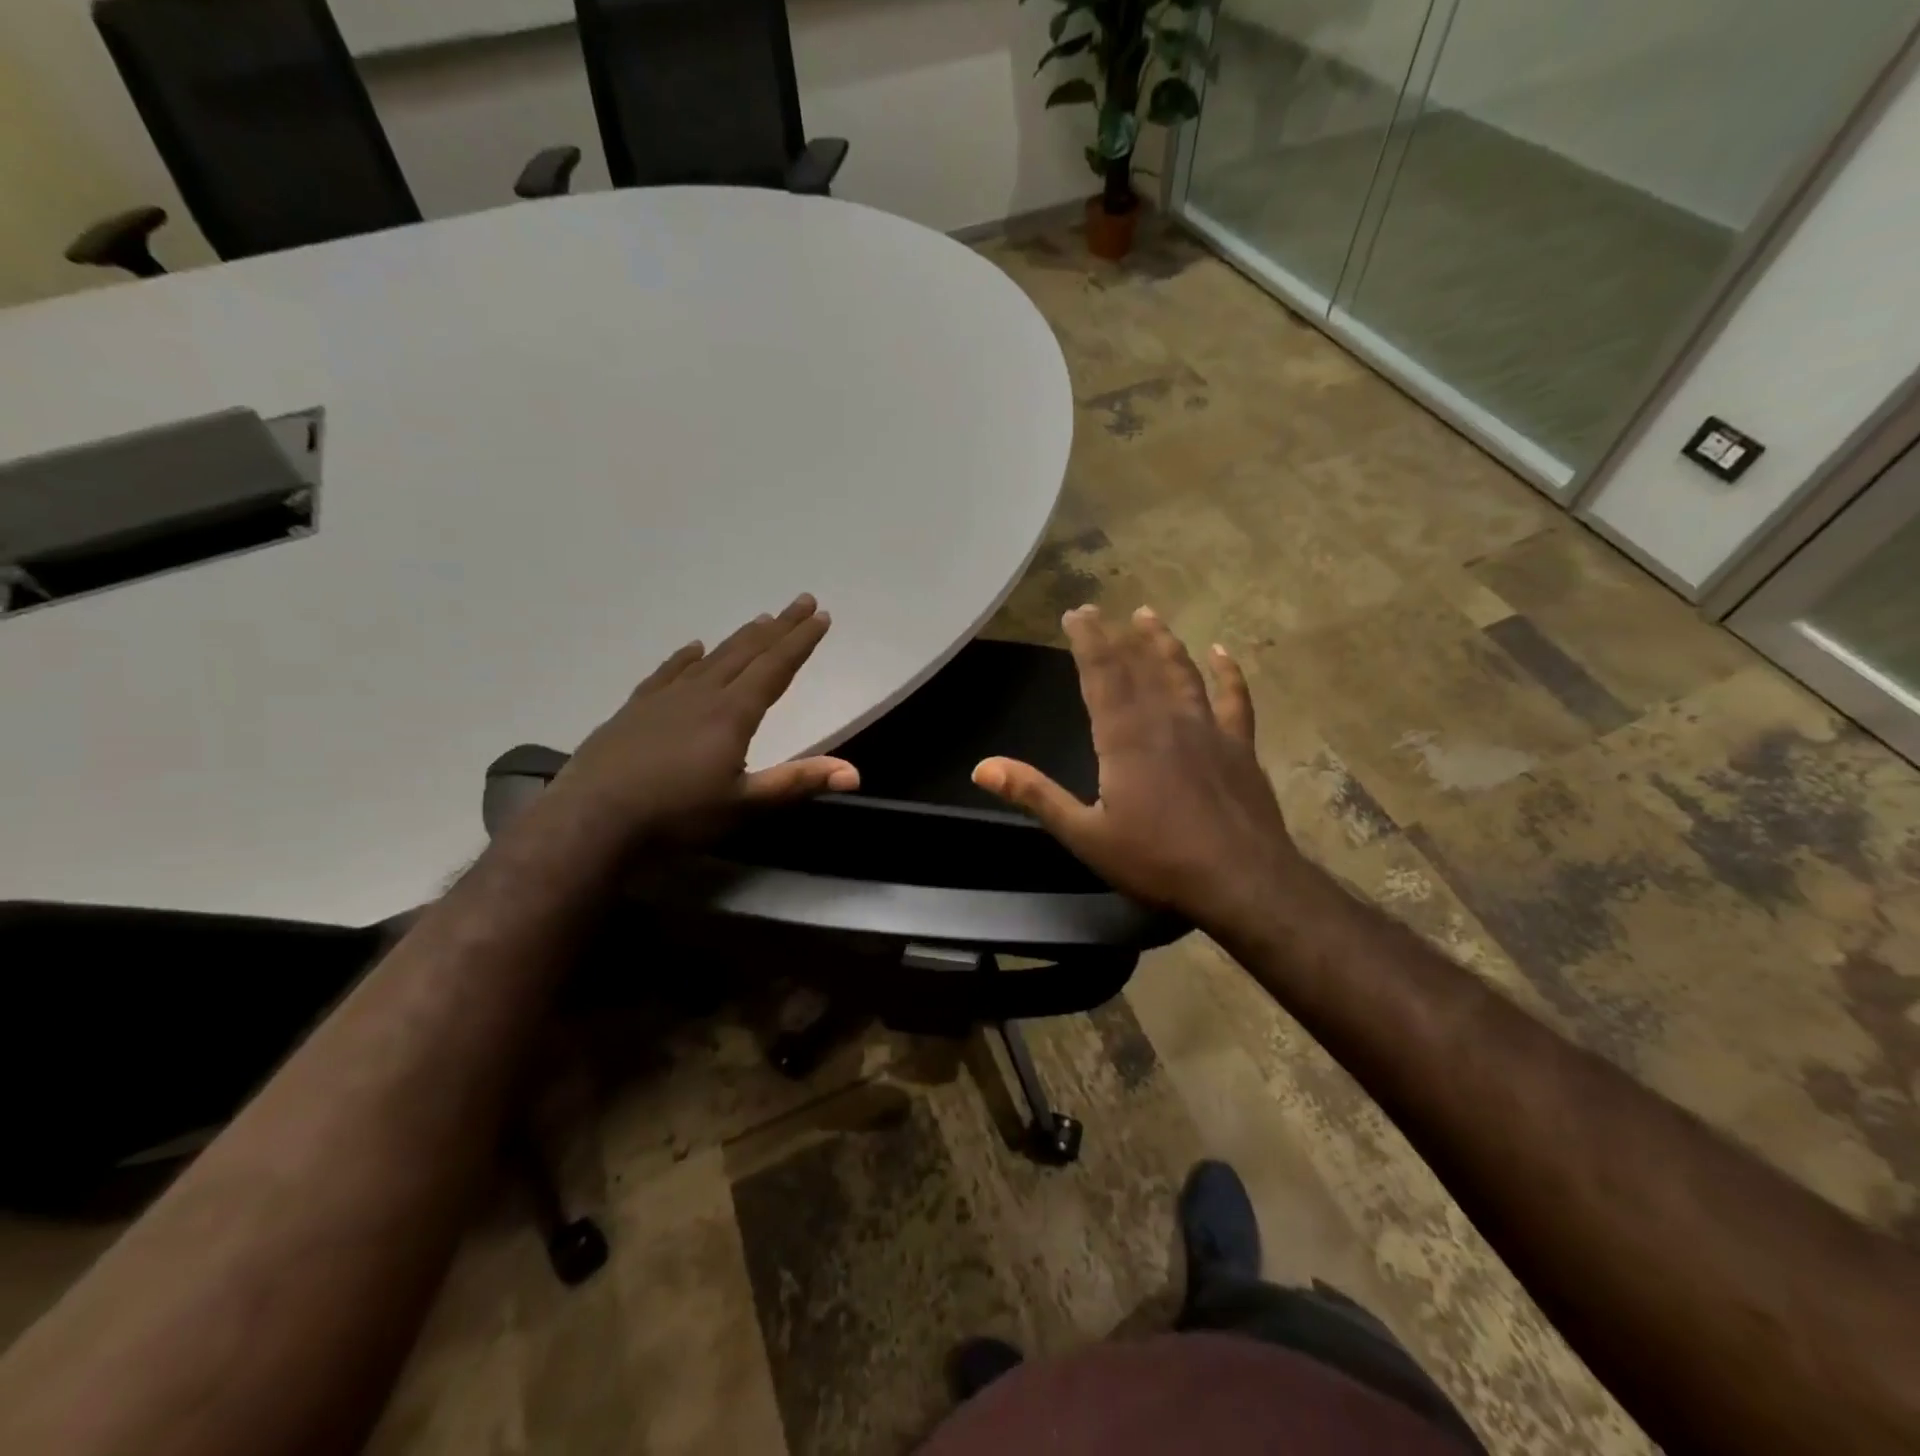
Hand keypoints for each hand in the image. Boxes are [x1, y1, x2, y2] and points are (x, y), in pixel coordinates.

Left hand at [550, 593, 857, 843]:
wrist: (590, 822)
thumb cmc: (675, 816)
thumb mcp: (743, 805)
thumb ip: (797, 782)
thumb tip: (855, 773)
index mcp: (732, 714)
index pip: (775, 668)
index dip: (801, 642)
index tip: (821, 616)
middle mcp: (702, 694)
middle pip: (748, 652)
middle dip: (779, 627)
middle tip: (802, 601)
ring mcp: (664, 698)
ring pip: (712, 658)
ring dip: (740, 638)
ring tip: (760, 619)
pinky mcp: (634, 710)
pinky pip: (668, 672)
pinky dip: (685, 657)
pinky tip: (693, 647)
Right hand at [972, 605, 1304, 934]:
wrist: (1241, 881)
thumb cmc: (1157, 861)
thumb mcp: (1085, 834)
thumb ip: (1035, 795)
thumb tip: (981, 767)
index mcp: (1125, 737)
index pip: (1101, 674)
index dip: (1087, 640)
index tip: (1075, 613)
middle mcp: (1165, 720)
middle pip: (1138, 666)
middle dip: (1116, 636)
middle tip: (1101, 610)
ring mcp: (1208, 729)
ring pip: (1182, 673)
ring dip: (1164, 643)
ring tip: (1149, 616)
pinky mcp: (1240, 746)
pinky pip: (1234, 698)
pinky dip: (1228, 674)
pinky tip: (1222, 653)